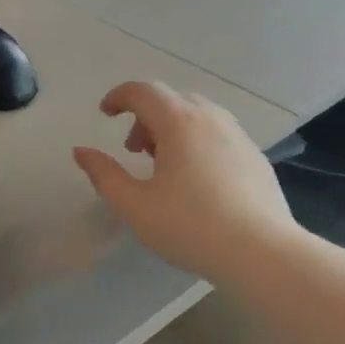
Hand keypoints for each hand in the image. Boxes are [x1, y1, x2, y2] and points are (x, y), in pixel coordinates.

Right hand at [73, 81, 298, 284]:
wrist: (263, 252)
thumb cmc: (191, 227)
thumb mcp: (135, 206)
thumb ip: (104, 175)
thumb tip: (81, 151)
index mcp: (179, 122)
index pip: (143, 91)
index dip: (118, 97)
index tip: (104, 113)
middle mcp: (211, 117)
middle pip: (170, 101)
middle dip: (144, 117)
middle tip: (132, 150)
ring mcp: (238, 135)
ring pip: (196, 116)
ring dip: (171, 129)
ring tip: (163, 166)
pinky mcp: (255, 156)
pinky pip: (217, 134)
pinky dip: (196, 142)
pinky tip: (196, 180)